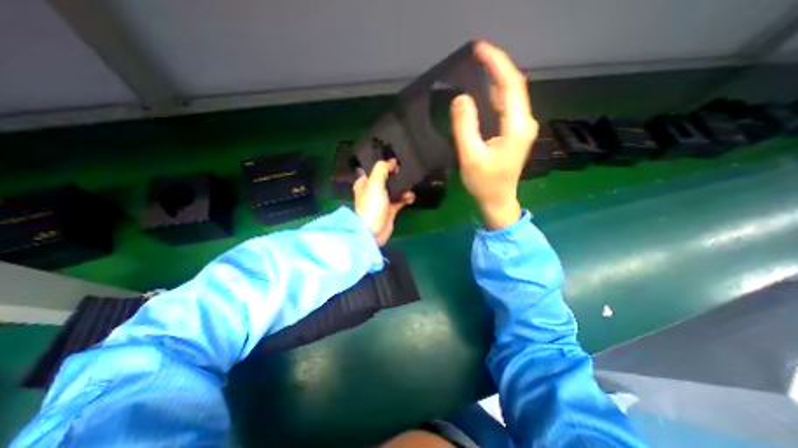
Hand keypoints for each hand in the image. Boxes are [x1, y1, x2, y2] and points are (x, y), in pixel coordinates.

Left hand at [355, 160, 417, 245]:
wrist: (373, 232)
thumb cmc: (371, 206)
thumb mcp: (374, 183)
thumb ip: (382, 169)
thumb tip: (392, 162)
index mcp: (365, 182)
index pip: (375, 169)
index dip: (385, 164)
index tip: (397, 162)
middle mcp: (373, 190)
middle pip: (387, 178)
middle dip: (397, 176)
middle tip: (406, 173)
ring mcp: (382, 200)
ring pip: (395, 189)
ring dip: (403, 188)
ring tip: (409, 187)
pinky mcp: (390, 209)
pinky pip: (400, 200)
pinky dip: (406, 198)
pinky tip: (410, 198)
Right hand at [452, 38, 537, 227]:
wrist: (498, 200)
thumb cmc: (484, 183)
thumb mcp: (470, 156)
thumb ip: (465, 126)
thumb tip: (461, 99)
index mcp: (516, 126)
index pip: (511, 84)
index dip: (496, 63)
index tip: (480, 50)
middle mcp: (523, 122)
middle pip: (513, 86)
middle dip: (496, 67)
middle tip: (476, 56)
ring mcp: (520, 128)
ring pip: (510, 96)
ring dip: (495, 80)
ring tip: (478, 68)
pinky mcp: (514, 133)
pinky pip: (506, 107)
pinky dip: (495, 95)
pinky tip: (484, 92)